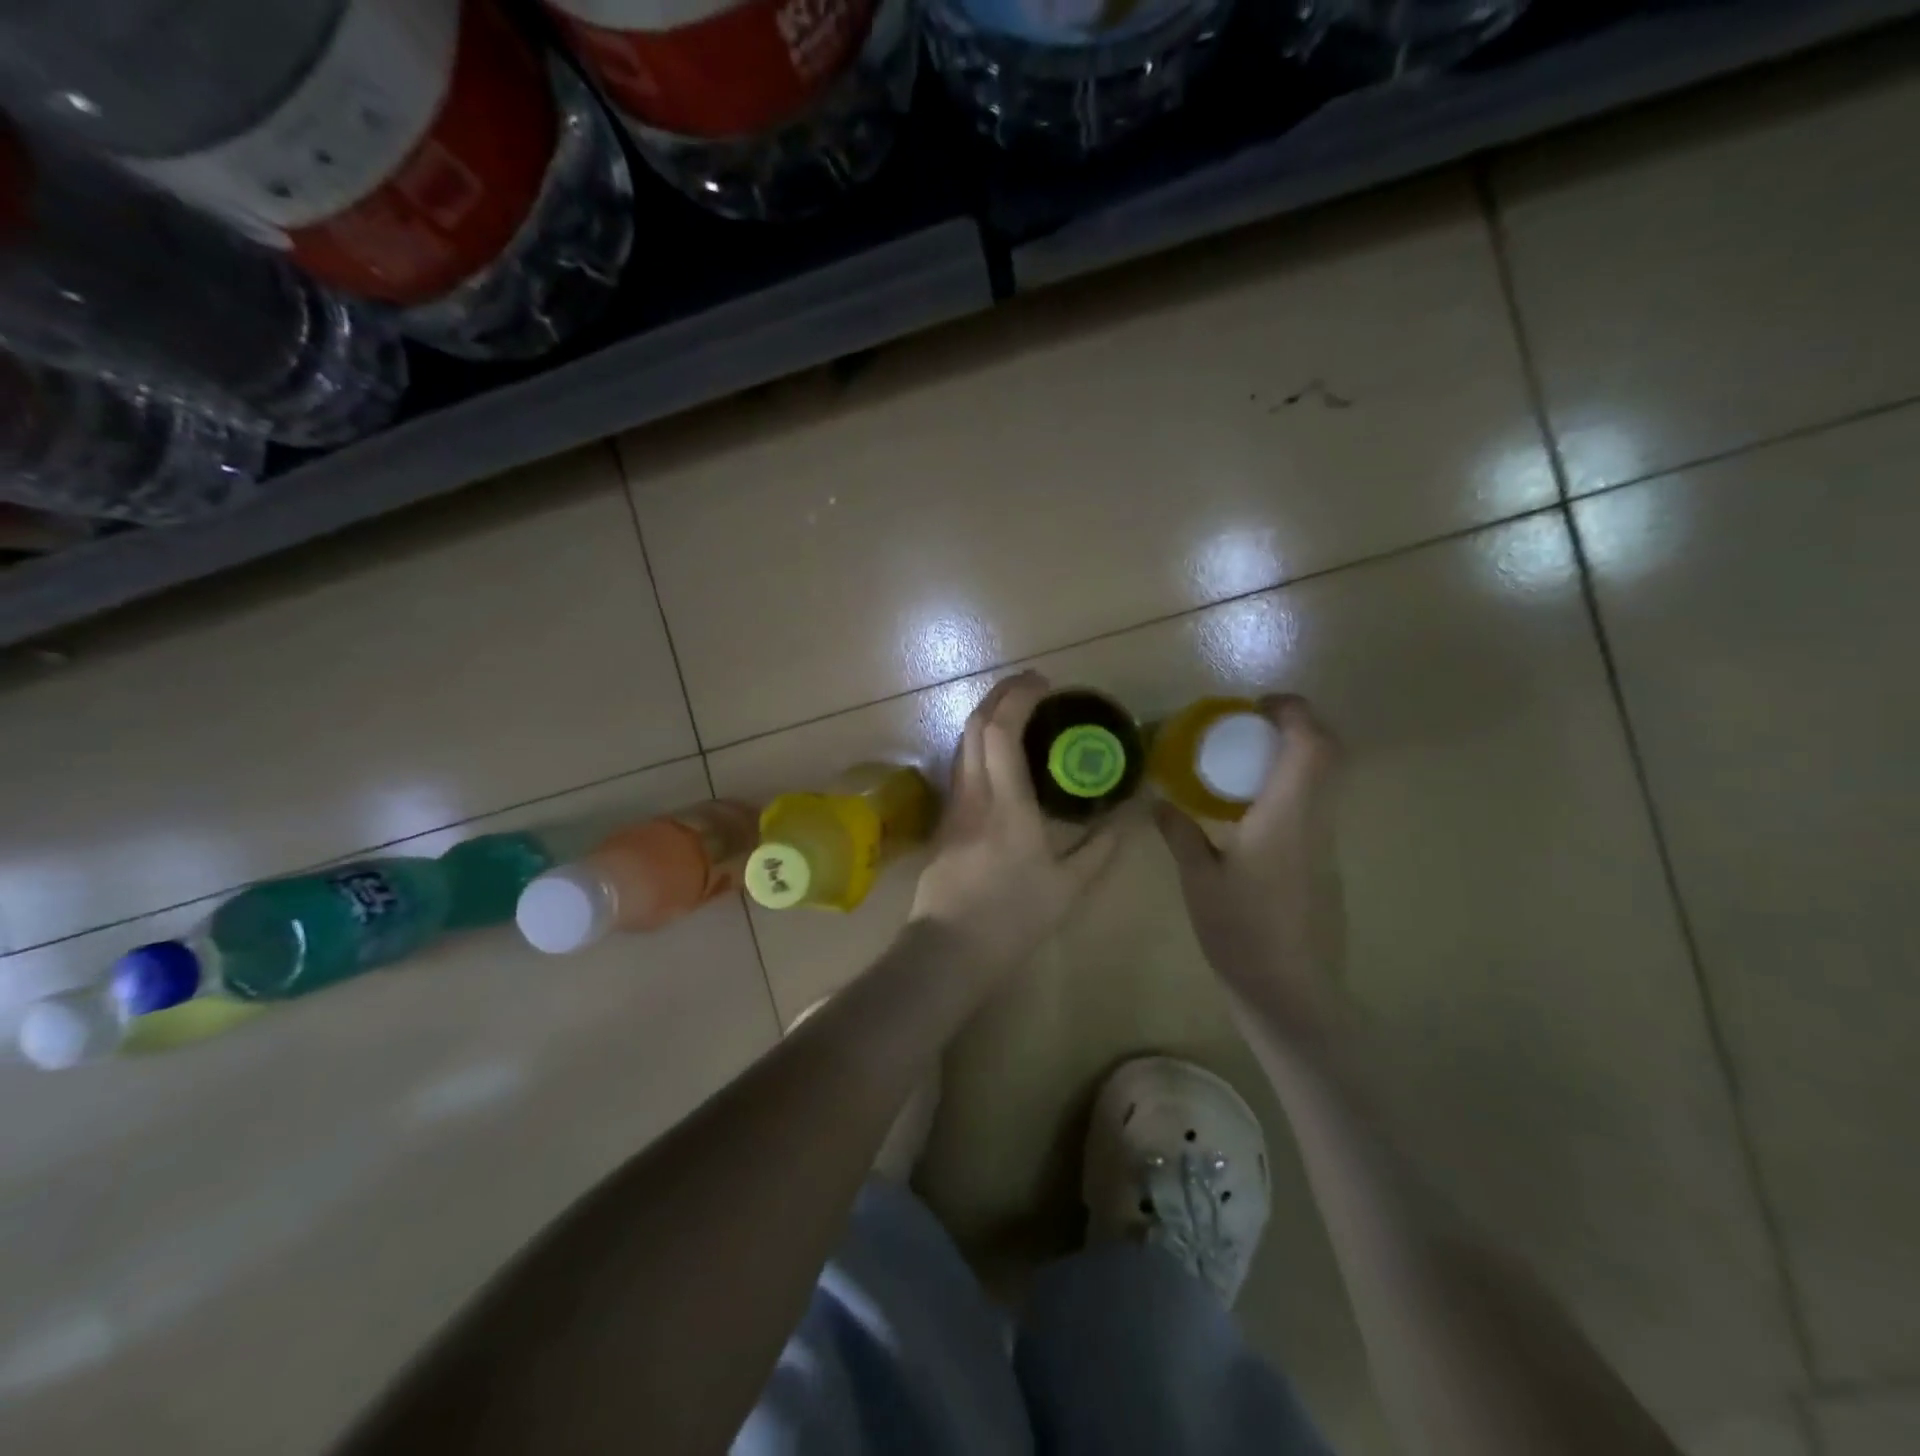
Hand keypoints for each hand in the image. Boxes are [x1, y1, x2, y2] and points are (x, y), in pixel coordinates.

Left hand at [910, 671, 1119, 972]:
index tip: (1043, 682)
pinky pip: (960, 766)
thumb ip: (1103, 846)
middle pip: (974, 726)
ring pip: (961, 744)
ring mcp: (953, 806)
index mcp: (1006, 804)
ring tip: (1017, 712)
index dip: (1018, 697)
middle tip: (1032, 686)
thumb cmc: (1013, 917)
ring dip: (986, 717)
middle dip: (1000, 695)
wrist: (949, 949)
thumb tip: (1133, 812)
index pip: (1001, 731)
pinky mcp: (944, 821)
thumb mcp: (1070, 886)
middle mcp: (973, 794)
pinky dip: (979, 744)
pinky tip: (999, 756)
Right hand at [1155, 695, 1347, 1050]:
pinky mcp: (1324, 865)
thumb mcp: (1198, 879)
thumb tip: (1158, 802)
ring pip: (1324, 781)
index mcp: (1286, 815)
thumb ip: (1180, 833)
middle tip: (1250, 728)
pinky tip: (1250, 814)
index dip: (1293, 712)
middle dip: (1296, 727)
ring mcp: (1325, 844)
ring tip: (1243, 766)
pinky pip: (1313, 808)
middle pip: (1328, 754)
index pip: (1311, 744)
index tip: (1258, 705)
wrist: (1290, 992)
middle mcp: (1315, 821)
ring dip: (1293, 759)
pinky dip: (1289, 790)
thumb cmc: (1241, 931)